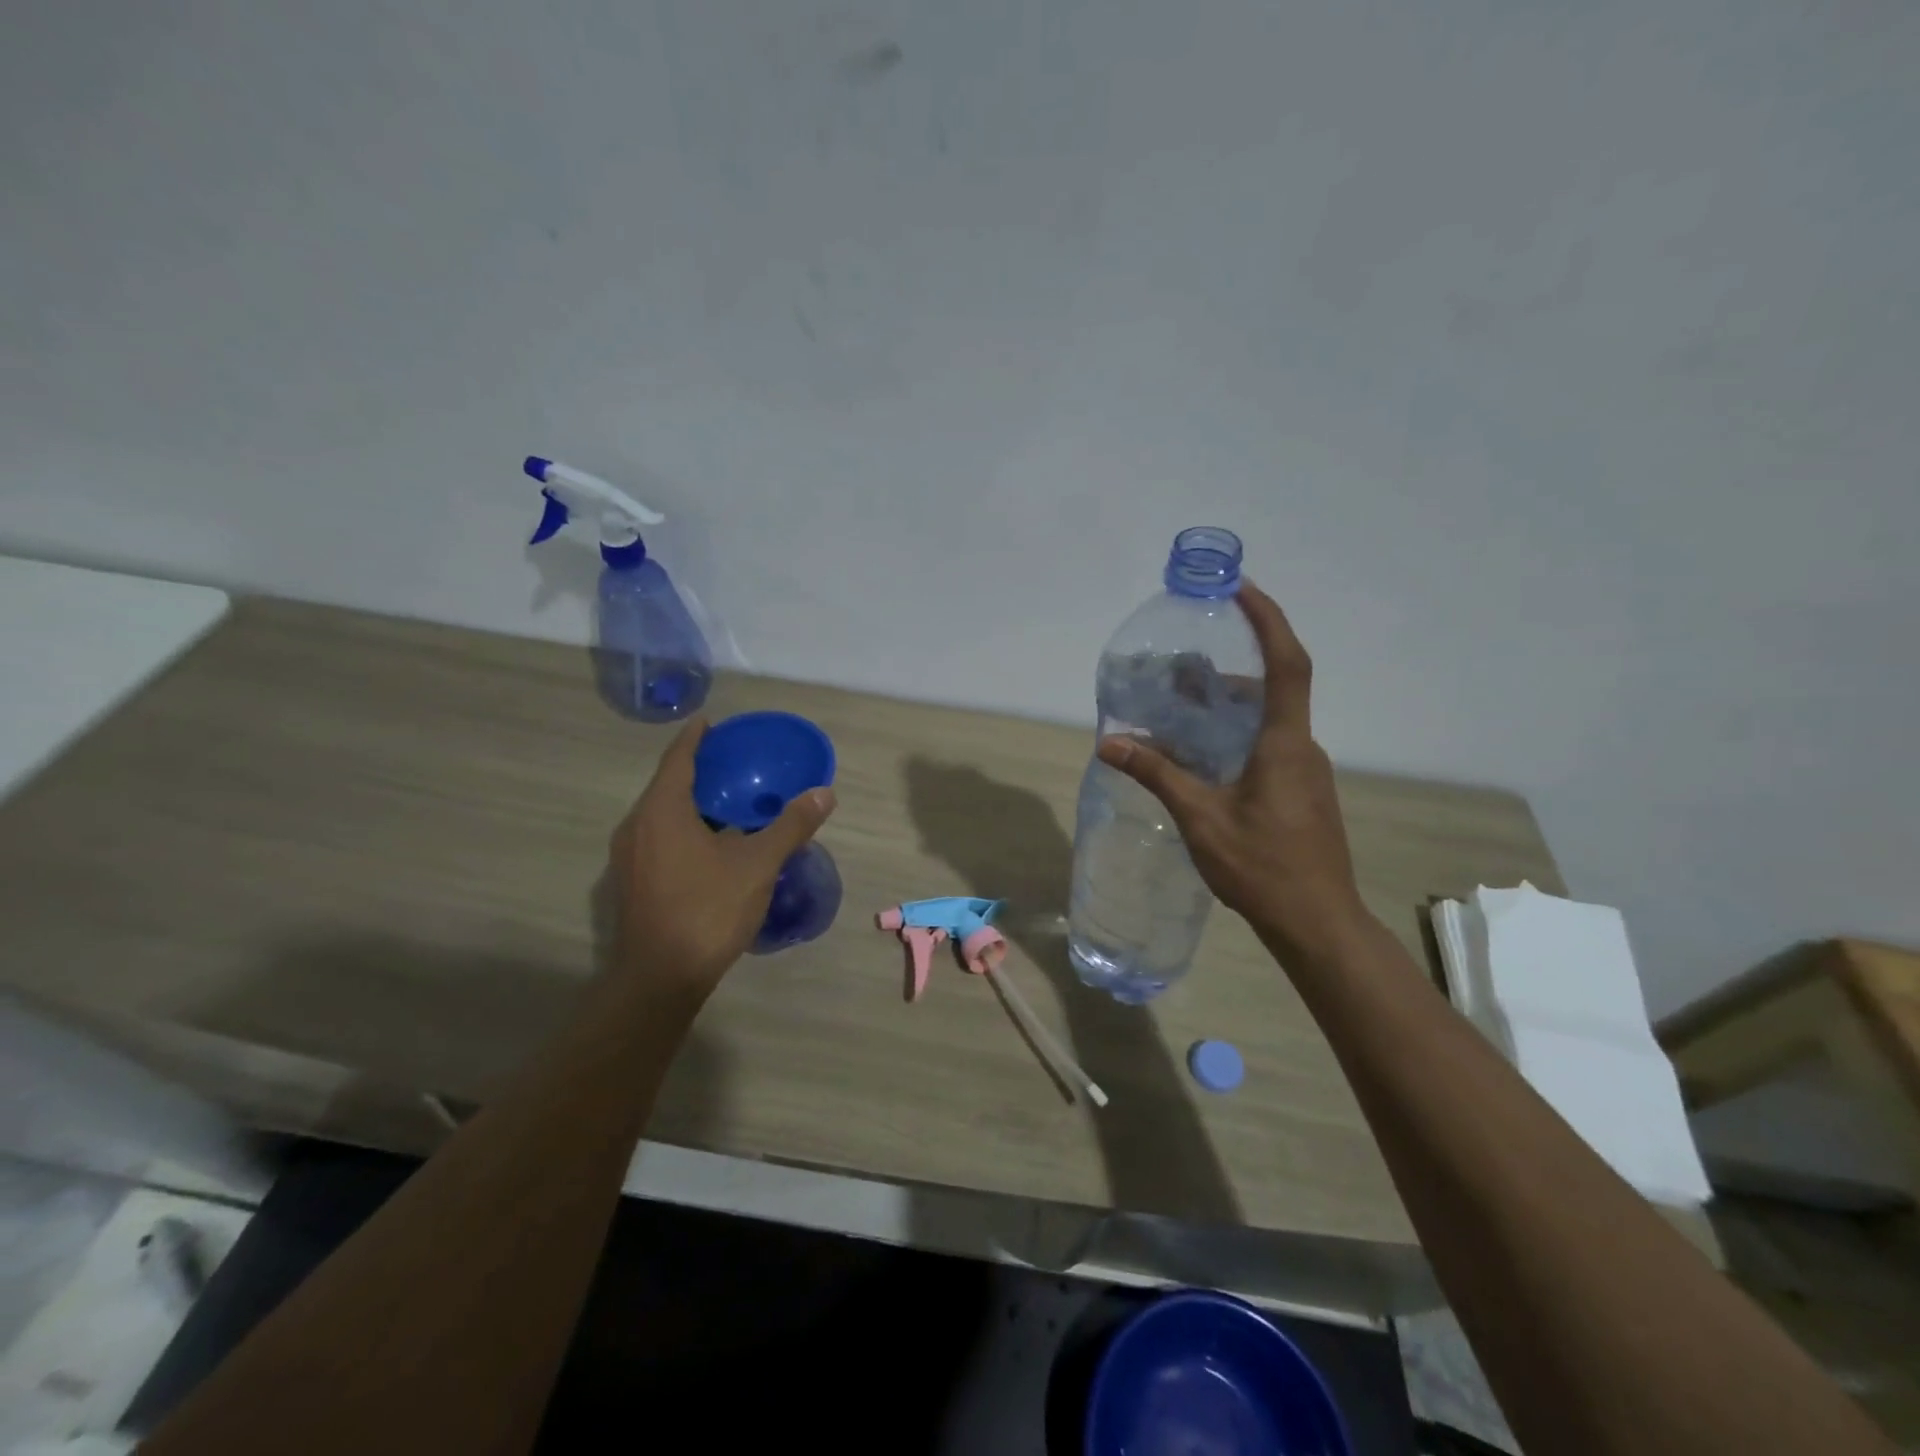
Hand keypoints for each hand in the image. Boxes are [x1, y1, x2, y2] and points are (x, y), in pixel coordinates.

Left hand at [609, 717, 835, 1005]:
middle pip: (666, 785)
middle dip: (696, 770)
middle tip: (731, 763)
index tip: (710, 722)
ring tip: (726, 801)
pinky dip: (682, 829)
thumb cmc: (707, 910)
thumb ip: (791, 825)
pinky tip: (710, 845)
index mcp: (662, 811)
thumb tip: (824, 794)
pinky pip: (657, 839)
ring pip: (660, 815)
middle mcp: (637, 826)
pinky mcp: (631, 882)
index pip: (678, 759)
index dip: (694, 737)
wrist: (660, 978)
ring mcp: (628, 857)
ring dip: (689, 803)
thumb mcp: (758, 864)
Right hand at [1097, 583, 1368, 961]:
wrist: (1316, 922)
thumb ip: (1157, 774)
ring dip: (1229, 706)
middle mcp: (1302, 748)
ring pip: (1267, 721)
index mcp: (1285, 743)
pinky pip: (1269, 747)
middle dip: (1229, 667)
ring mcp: (1306, 772)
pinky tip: (1203, 756)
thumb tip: (1109, 742)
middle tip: (1181, 667)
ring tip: (1182, 708)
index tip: (1241, 589)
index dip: (1268, 620)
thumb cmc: (1261, 866)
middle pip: (1271, 689)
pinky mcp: (1302, 793)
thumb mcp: (1201, 817)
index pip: (1286, 664)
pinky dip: (1236, 735)